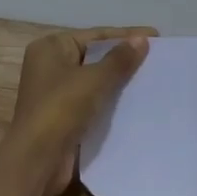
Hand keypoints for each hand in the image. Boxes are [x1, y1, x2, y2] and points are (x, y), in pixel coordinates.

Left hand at [2, 26, 154, 195]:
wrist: (38, 159)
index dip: (126, 35)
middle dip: (124, 58)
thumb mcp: (94, 79)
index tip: (156, 36)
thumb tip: (142, 39)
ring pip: (95, 81)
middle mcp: (50, 66)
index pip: (95, 36)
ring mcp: (55, 93)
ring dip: (120, 81)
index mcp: (50, 48)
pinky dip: (111, 101)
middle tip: (158, 59)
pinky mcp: (64, 116)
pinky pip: (93, 101)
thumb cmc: (61, 108)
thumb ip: (119, 59)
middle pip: (94, 56)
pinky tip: (137, 103)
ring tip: (153, 80)